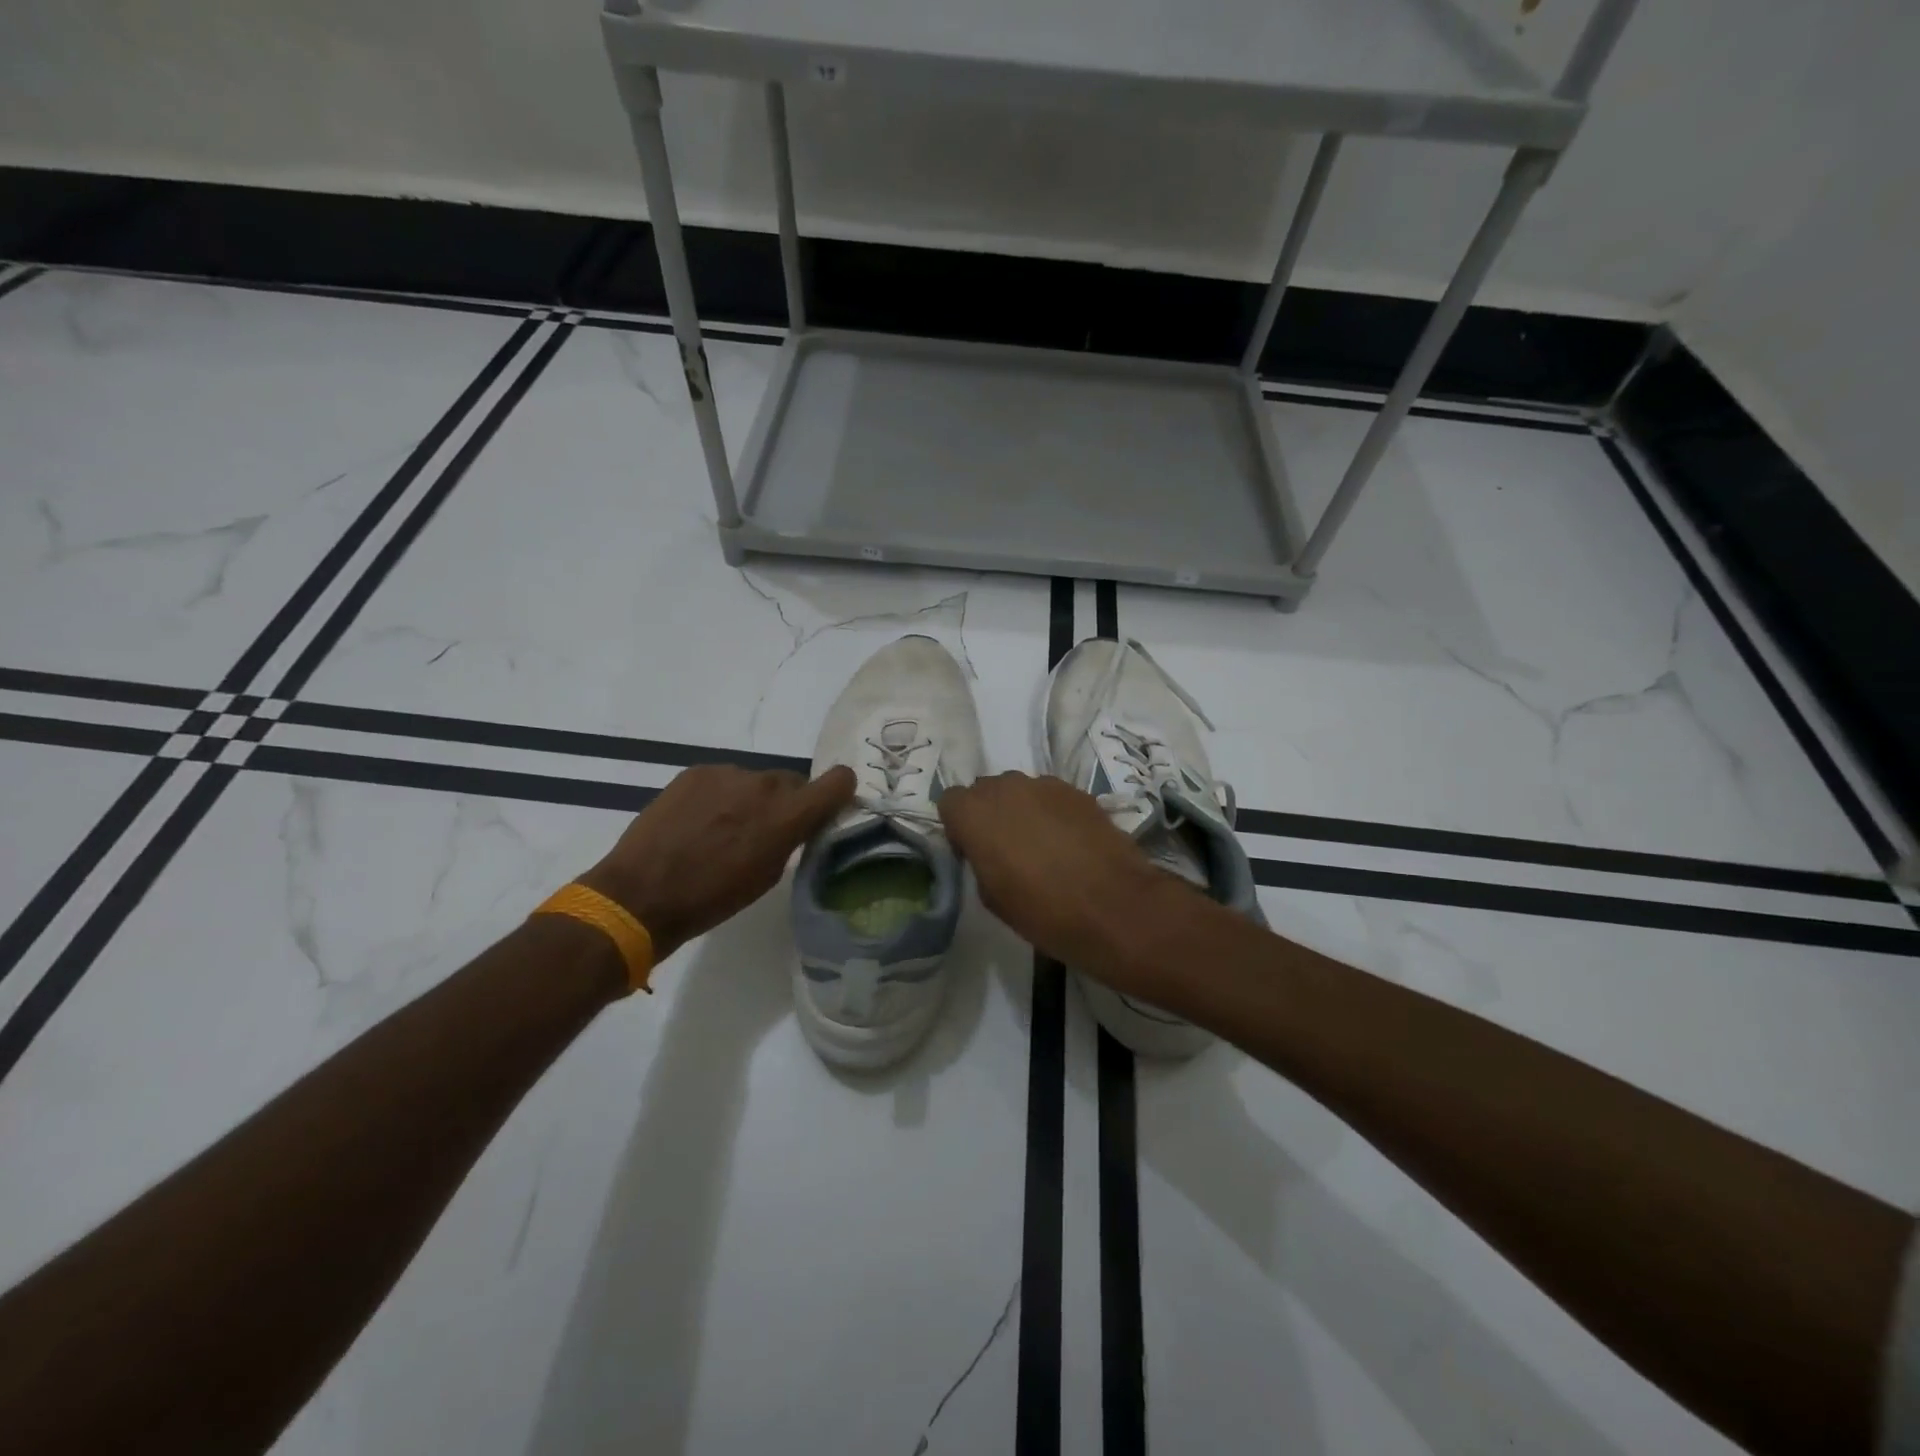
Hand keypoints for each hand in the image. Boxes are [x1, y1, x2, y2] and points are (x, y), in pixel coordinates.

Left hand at [581, 764, 854, 960]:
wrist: (640, 895)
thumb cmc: (711, 899)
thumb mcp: (766, 876)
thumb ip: (791, 839)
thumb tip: (798, 823)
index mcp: (789, 815)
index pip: (839, 780)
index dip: (838, 792)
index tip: (827, 808)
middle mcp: (764, 784)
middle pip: (792, 782)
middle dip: (786, 803)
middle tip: (764, 832)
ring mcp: (727, 774)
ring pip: (756, 781)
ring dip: (751, 799)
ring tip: (723, 831)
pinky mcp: (696, 772)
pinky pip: (724, 780)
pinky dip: (721, 796)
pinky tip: (699, 823)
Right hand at [937, 772, 1192, 987]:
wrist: (1114, 907)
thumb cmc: (1043, 911)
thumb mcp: (992, 898)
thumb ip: (980, 861)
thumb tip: (988, 851)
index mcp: (975, 814)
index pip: (950, 802)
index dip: (959, 827)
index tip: (973, 852)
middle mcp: (1006, 788)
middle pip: (985, 790)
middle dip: (989, 813)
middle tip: (1005, 849)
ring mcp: (1045, 785)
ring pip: (1020, 790)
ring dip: (1021, 810)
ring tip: (1042, 846)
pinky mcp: (1078, 791)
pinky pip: (1051, 796)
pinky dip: (1052, 813)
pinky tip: (1069, 843)